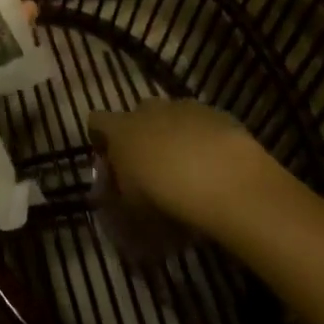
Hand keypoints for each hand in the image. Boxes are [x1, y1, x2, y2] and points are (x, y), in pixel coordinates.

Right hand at [88, 99, 275, 229]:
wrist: (228, 182)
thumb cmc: (167, 199)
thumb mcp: (133, 216)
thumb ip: (119, 207)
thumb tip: (114, 209)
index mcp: (120, 130)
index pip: (96, 122)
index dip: (100, 140)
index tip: (109, 163)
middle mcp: (148, 110)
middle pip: (137, 118)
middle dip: (141, 139)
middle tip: (152, 171)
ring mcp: (184, 108)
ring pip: (172, 119)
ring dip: (174, 139)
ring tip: (189, 172)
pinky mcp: (217, 114)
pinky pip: (203, 125)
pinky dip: (205, 142)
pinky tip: (217, 169)